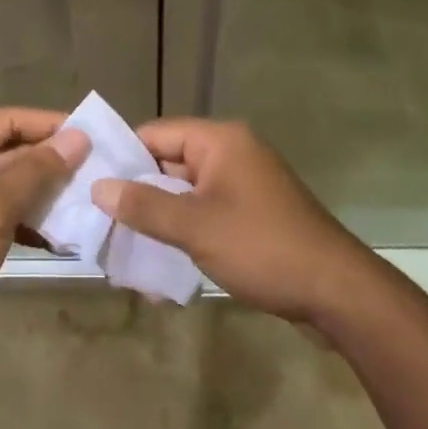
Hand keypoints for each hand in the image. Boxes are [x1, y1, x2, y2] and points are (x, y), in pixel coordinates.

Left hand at [0, 109, 88, 366]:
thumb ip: (38, 170)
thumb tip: (78, 138)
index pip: (7, 120)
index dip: (51, 126)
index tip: (93, 134)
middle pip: (8, 149)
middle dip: (50, 163)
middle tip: (97, 171)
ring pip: (7, 181)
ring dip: (43, 192)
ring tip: (87, 200)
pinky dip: (26, 217)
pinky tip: (60, 234)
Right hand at [90, 119, 371, 323]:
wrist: (338, 293)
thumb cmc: (262, 247)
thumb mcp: (195, 227)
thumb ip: (144, 206)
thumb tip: (99, 188)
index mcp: (220, 141)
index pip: (155, 134)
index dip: (121, 157)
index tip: (89, 184)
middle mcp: (232, 153)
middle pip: (169, 164)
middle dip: (136, 195)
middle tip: (98, 221)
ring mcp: (244, 185)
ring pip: (185, 194)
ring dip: (158, 220)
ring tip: (120, 249)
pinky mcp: (252, 215)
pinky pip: (205, 214)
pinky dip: (183, 233)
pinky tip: (158, 267)